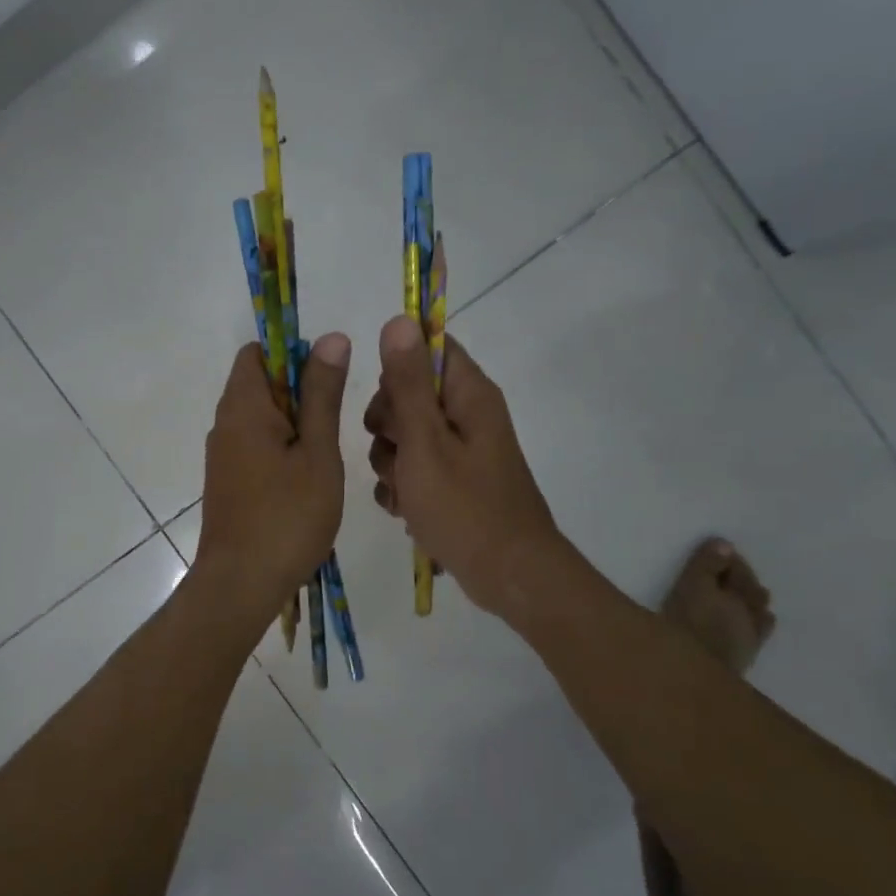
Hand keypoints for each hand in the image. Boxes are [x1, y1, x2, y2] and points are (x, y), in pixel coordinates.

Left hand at [193, 334, 350, 617]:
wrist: (241, 584)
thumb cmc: (287, 516)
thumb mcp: (317, 452)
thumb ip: (323, 394)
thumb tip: (331, 337)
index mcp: (243, 407)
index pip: (258, 352)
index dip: (293, 354)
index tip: (327, 380)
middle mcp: (225, 423)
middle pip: (261, 384)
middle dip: (300, 392)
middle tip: (334, 424)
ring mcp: (223, 454)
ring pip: (262, 418)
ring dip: (295, 424)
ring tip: (326, 454)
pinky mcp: (228, 480)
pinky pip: (256, 445)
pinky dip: (282, 448)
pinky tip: (307, 478)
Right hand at [363, 316, 562, 616]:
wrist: (508, 576)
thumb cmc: (464, 507)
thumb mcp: (425, 442)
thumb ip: (408, 383)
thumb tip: (399, 319)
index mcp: (469, 395)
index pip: (430, 347)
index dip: (398, 367)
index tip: (388, 403)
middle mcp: (468, 415)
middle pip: (409, 393)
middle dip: (387, 425)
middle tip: (396, 453)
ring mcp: (461, 451)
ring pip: (405, 436)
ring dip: (391, 462)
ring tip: (403, 492)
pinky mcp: (454, 481)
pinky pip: (415, 469)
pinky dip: (403, 487)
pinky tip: (404, 510)